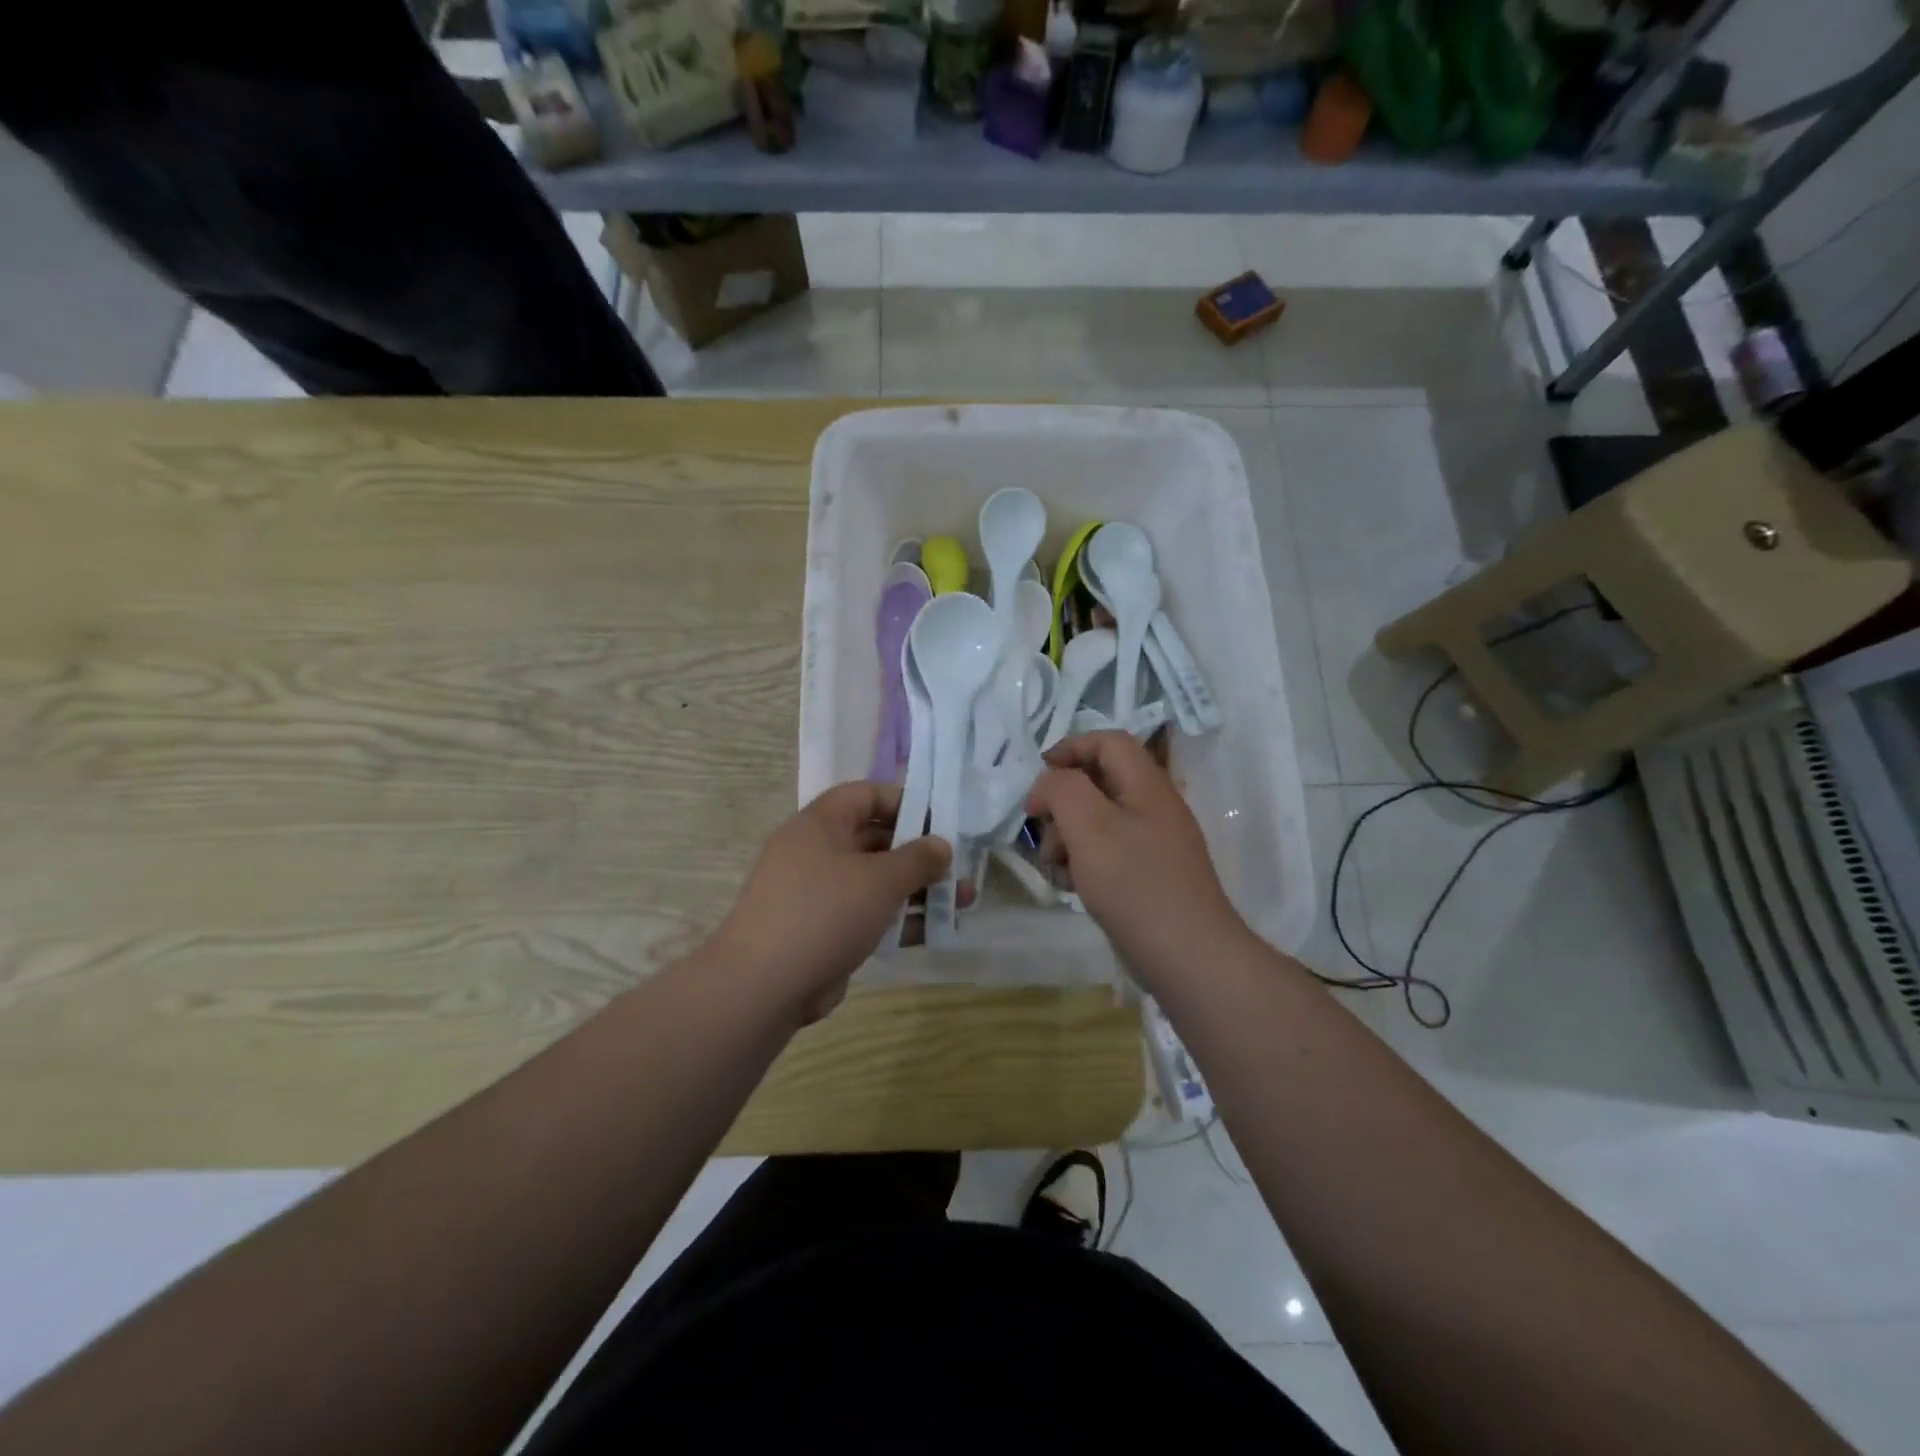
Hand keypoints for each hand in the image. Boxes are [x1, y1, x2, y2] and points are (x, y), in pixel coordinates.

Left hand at [713, 781, 949, 1019]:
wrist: (764, 985)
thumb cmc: (825, 912)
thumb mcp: (880, 879)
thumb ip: (917, 858)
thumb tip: (941, 845)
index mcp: (821, 824)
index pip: (865, 795)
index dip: (904, 801)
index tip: (939, 820)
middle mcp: (817, 852)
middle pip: (875, 840)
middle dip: (920, 853)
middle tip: (958, 865)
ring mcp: (819, 894)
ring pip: (876, 881)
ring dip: (918, 889)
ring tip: (963, 900)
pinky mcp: (824, 930)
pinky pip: (868, 914)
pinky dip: (900, 918)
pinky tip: (938, 928)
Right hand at [1026, 732, 1251, 984]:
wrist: (1187, 955)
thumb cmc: (1134, 883)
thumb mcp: (1089, 825)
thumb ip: (1063, 789)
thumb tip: (1049, 784)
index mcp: (1147, 784)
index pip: (1108, 742)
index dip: (1070, 747)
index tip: (1038, 775)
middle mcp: (1154, 806)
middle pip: (1099, 782)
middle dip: (1062, 802)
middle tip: (1042, 830)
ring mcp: (1154, 843)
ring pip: (1099, 820)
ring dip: (1068, 835)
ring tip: (1054, 866)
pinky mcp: (1149, 875)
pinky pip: (1109, 852)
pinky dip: (1084, 861)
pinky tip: (1073, 886)